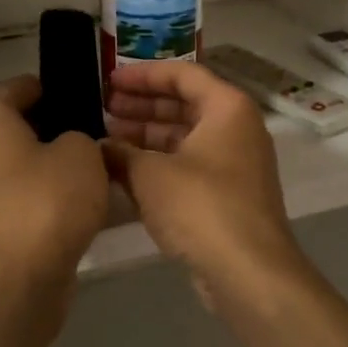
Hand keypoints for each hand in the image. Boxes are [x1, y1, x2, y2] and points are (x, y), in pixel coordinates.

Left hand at [0, 76, 109, 293]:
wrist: (18, 281)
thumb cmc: (47, 200)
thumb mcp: (82, 152)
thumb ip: (80, 137)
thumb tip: (71, 146)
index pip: (14, 87)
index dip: (47, 86)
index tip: (79, 94)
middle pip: (16, 127)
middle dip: (53, 126)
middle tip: (94, 130)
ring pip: (21, 164)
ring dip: (52, 164)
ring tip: (95, 166)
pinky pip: (24, 197)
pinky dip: (48, 196)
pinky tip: (83, 202)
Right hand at [103, 60, 313, 300]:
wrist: (248, 272)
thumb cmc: (201, 206)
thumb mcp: (150, 174)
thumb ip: (121, 153)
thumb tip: (100, 148)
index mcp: (227, 108)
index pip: (182, 74)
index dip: (142, 75)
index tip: (109, 81)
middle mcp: (236, 129)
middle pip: (184, 104)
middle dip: (142, 106)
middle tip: (104, 108)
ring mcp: (234, 164)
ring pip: (184, 137)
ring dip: (146, 136)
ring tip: (107, 139)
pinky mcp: (227, 195)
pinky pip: (188, 165)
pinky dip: (159, 164)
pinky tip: (125, 171)